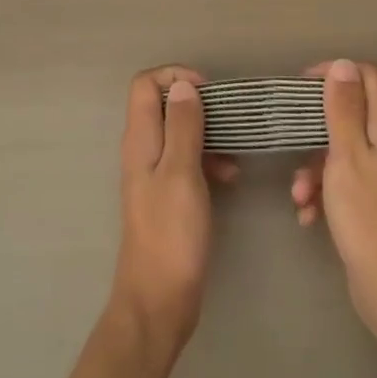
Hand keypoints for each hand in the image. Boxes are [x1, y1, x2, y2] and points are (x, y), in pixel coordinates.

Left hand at [110, 66, 238, 354]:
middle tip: (229, 116)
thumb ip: (182, 126)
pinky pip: (188, 161)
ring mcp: (154, 173)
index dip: (175, 76)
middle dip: (197, 103)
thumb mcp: (181, 173)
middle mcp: (142, 150)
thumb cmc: (171, 234)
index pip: (145, 83)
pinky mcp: (168, 195)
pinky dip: (209, 160)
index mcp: (140, 140)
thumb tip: (183, 86)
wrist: (159, 301)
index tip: (209, 90)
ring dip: (208, 133)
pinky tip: (232, 176)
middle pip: (163, 104)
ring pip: (179, 133)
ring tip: (236, 151)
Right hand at [292, 60, 376, 347]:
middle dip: (315, 126)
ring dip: (313, 166)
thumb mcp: (347, 153)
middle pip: (350, 112)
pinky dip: (322, 192)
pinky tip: (308, 215)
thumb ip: (343, 108)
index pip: (367, 75)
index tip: (302, 87)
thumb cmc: (367, 213)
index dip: (336, 72)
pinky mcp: (371, 201)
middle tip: (290, 134)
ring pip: (339, 150)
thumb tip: (344, 64)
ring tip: (299, 194)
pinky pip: (340, 181)